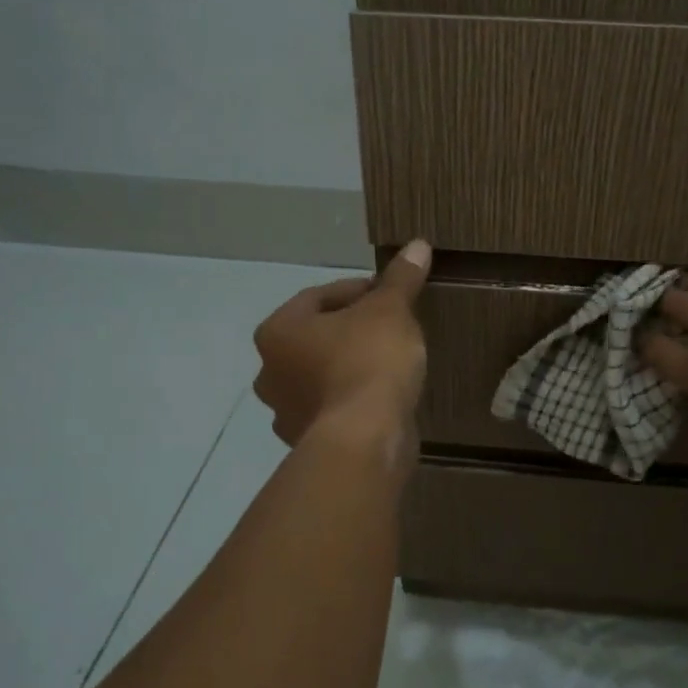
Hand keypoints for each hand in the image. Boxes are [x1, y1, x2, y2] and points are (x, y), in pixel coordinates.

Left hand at [253, 240, 431, 450]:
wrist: (366, 438)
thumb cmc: (368, 361)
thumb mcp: (390, 310)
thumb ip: (400, 279)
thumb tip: (417, 244)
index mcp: (278, 331)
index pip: (319, 296)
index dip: (358, 290)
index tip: (390, 295)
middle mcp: (270, 371)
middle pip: (316, 337)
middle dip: (350, 330)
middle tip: (389, 326)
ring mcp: (286, 412)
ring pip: (321, 375)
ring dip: (348, 366)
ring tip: (390, 362)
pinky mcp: (310, 442)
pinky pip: (333, 408)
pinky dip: (353, 399)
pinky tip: (383, 397)